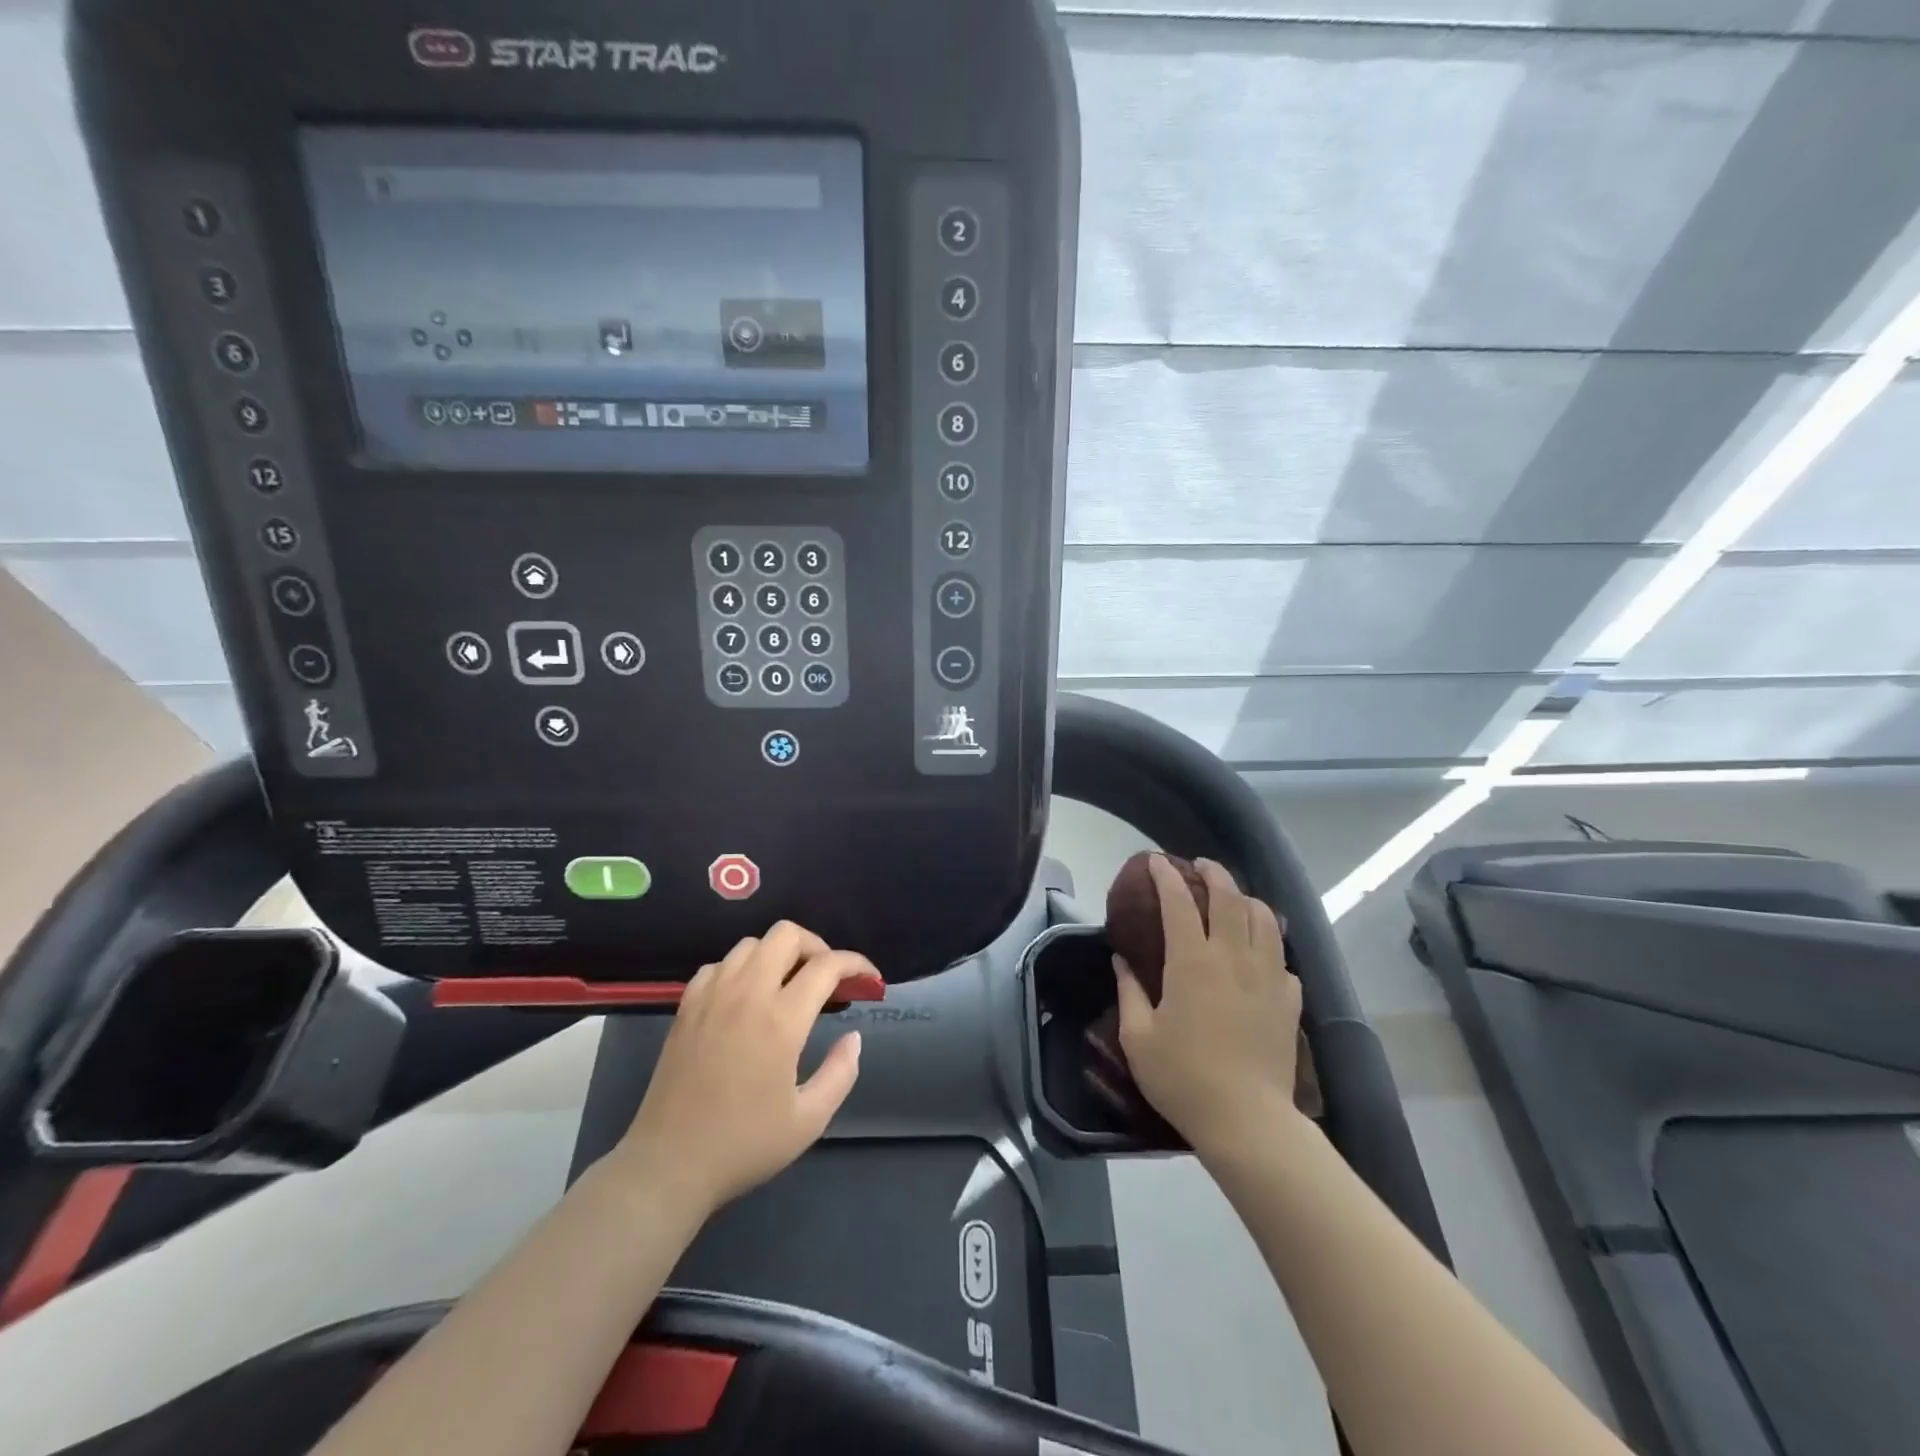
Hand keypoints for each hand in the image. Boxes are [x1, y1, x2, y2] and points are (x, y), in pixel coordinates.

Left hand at [612, 923, 873, 1217]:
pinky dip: (741, 969)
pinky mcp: (686, 1007)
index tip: (869, 980)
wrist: (668, 1166)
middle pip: (786, 934)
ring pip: (751, 944)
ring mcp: (711, 996)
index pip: (827, 966)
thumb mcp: (809, 1121)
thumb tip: (853, 1037)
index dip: (856, 964)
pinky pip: (719, 964)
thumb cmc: (744, 1145)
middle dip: (817, 947)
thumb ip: (841, 1073)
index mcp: (781, 1020)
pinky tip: (746, 997)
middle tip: (828, 978)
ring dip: (778, 955)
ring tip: (789, 985)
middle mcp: (746, 994)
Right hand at [1113, 856, 1303, 1155]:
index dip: (1166, 877)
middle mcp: (1234, 958)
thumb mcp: (1139, 1037)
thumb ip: (1129, 992)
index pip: (1180, 903)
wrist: (1247, 1121)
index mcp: (1193, 963)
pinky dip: (1269, 944)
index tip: (1155, 861)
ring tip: (1234, 899)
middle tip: (1200, 866)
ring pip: (1265, 919)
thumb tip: (1121, 961)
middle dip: (1214, 873)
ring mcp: (1268, 978)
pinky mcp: (1289, 1001)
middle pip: (1231, 898)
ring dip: (1247, 899)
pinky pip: (1282, 958)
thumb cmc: (1183, 1078)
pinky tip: (1259, 954)